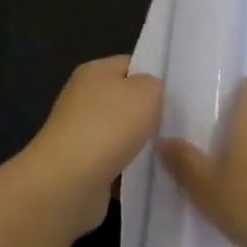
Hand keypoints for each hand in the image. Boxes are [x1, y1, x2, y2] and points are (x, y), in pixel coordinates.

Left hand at [23, 57, 162, 238]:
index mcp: (95, 71)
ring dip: (139, 145)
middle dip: (148, 114)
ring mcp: (78, 133)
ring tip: (168, 153)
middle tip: (177, 125)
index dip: (153, 76)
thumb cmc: (109, 125)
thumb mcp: (147, 91)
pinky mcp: (79, 167)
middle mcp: (83, 98)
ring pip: (120, 134)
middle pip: (125, 100)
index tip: (177, 96)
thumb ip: (155, 85)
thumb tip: (149, 93)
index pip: (130, 65)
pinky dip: (127, 171)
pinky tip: (148, 176)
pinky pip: (113, 164)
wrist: (68, 182)